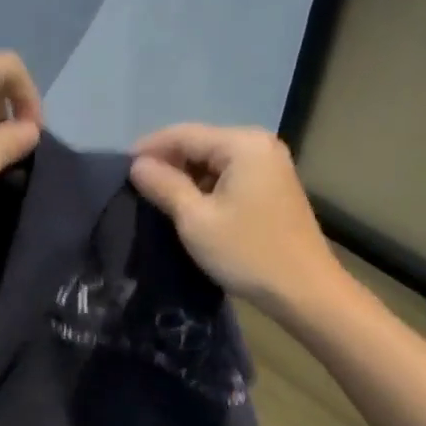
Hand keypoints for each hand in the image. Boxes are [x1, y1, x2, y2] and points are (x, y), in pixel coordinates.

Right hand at [129, 124, 339, 312]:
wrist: (305, 290)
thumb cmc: (247, 252)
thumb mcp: (195, 219)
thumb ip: (164, 185)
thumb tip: (138, 165)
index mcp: (242, 144)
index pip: (184, 134)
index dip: (149, 148)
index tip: (120, 168)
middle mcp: (259, 144)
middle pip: (200, 144)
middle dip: (168, 163)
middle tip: (136, 187)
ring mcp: (270, 165)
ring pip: (214, 161)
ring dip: (186, 177)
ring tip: (157, 199)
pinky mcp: (273, 187)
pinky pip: (230, 176)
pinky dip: (206, 187)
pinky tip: (189, 206)